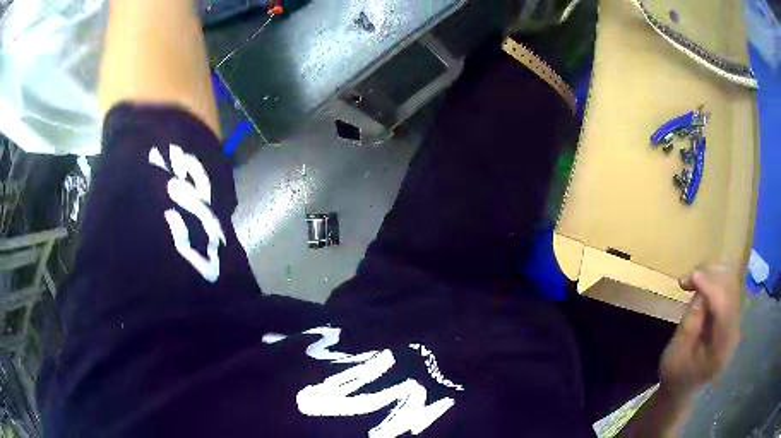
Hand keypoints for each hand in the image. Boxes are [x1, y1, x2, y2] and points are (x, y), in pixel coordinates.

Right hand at [659, 264, 741, 400]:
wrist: (683, 387)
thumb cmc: (676, 375)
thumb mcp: (675, 356)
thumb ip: (689, 326)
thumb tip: (699, 294)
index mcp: (721, 350)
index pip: (724, 310)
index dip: (711, 288)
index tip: (692, 276)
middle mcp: (734, 331)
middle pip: (731, 291)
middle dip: (711, 277)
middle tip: (687, 279)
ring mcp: (735, 321)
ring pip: (730, 284)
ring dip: (712, 275)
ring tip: (691, 280)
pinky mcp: (731, 314)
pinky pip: (727, 287)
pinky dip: (713, 280)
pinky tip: (700, 284)